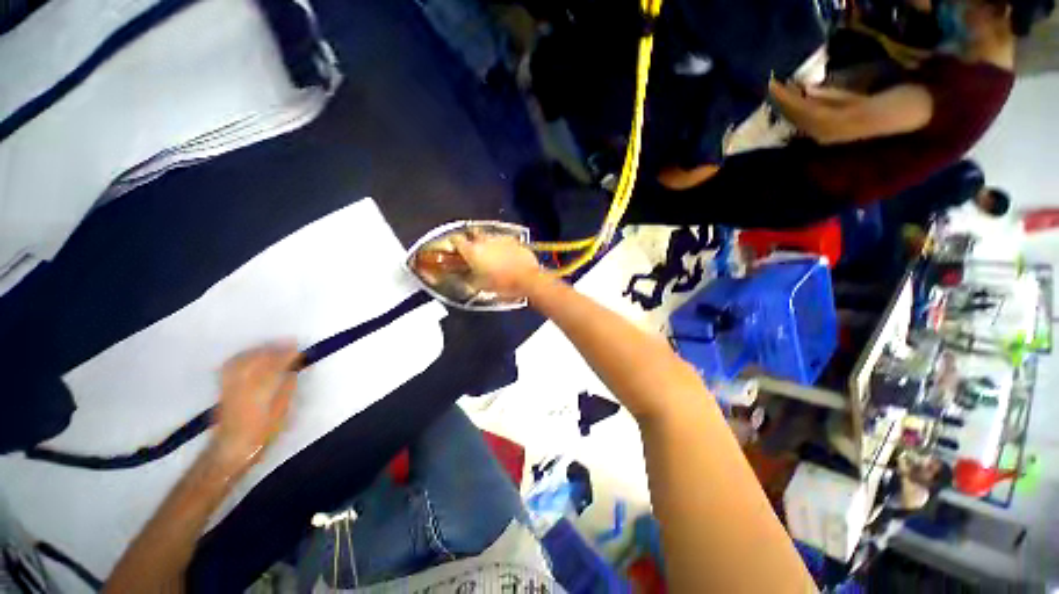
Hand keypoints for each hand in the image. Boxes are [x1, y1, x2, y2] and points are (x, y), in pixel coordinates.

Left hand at [211, 343, 298, 473]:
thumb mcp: (281, 413)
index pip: (275, 366)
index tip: (299, 349)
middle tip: (289, 343)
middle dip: (273, 349)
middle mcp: (243, 386)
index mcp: (261, 392)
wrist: (231, 449)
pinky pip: (232, 365)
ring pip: (243, 360)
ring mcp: (230, 386)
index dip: (287, 355)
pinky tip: (251, 355)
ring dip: (259, 350)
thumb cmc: (262, 433)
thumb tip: (292, 371)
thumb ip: (286, 389)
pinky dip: (244, 356)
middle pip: (257, 360)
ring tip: (272, 346)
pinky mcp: (223, 388)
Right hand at [451, 233, 542, 297]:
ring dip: (487, 244)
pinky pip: (502, 241)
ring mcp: (500, 238)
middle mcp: (485, 241)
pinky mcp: (513, 240)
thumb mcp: (481, 285)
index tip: (454, 248)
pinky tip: (505, 256)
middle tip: (473, 252)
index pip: (456, 239)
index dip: (454, 243)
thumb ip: (469, 277)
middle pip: (473, 234)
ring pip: (488, 237)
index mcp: (473, 251)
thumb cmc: (503, 284)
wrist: (527, 279)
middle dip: (471, 241)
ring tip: (491, 256)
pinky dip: (501, 246)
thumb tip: (465, 276)